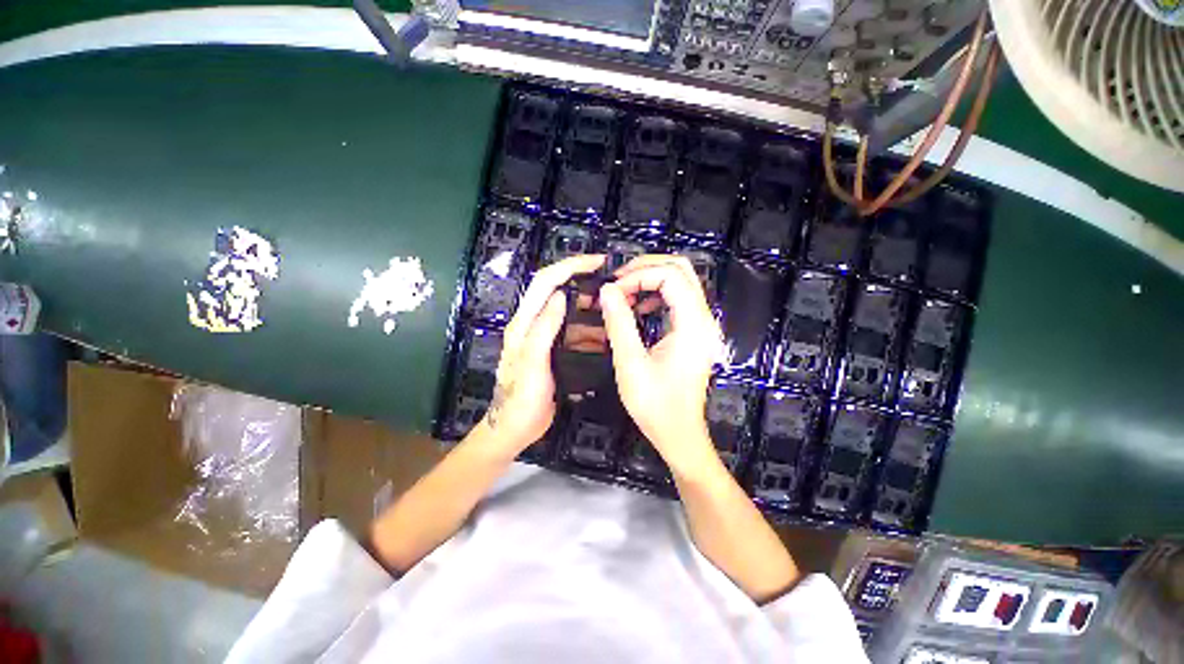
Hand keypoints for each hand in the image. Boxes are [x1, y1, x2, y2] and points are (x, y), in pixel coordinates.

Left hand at [481, 254, 605, 455]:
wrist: (516, 427)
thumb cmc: (521, 398)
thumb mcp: (533, 362)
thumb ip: (543, 328)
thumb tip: (560, 295)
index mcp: (524, 323)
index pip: (545, 282)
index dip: (569, 266)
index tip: (597, 261)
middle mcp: (533, 324)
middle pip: (557, 291)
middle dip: (582, 279)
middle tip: (611, 281)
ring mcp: (545, 338)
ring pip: (569, 312)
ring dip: (589, 305)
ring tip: (614, 306)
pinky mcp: (555, 350)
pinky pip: (574, 332)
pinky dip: (590, 328)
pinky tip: (606, 332)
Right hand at [599, 255, 723, 476]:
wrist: (678, 433)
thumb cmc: (655, 405)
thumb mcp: (630, 363)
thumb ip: (619, 323)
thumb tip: (607, 290)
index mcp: (693, 325)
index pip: (671, 276)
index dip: (639, 275)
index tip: (614, 290)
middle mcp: (703, 319)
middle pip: (681, 270)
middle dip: (646, 268)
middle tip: (618, 281)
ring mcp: (701, 325)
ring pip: (680, 282)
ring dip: (651, 280)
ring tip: (625, 293)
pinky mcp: (694, 333)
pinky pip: (678, 300)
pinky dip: (656, 296)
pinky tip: (638, 309)